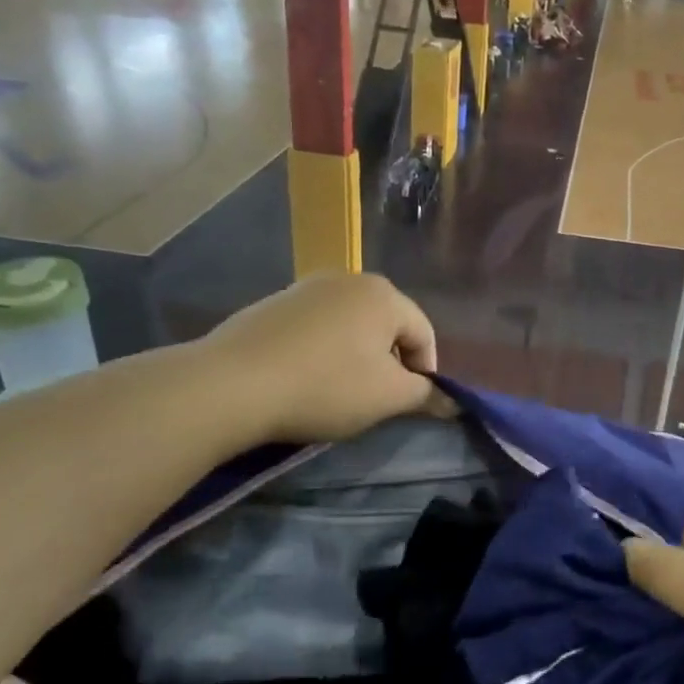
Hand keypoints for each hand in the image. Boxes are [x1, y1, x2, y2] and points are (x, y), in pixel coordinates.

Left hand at [196, 274, 442, 446]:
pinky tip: (305, 379)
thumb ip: (427, 394)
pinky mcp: (274, 303)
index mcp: (384, 294)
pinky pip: (316, 328)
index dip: (426, 372)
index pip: (424, 334)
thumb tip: (452, 400)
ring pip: (351, 326)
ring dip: (355, 357)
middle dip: (389, 362)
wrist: (231, 384)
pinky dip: (322, 351)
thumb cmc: (325, 387)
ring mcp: (307, 287)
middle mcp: (349, 279)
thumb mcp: (388, 397)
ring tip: (339, 391)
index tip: (410, 404)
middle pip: (387, 325)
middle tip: (376, 399)